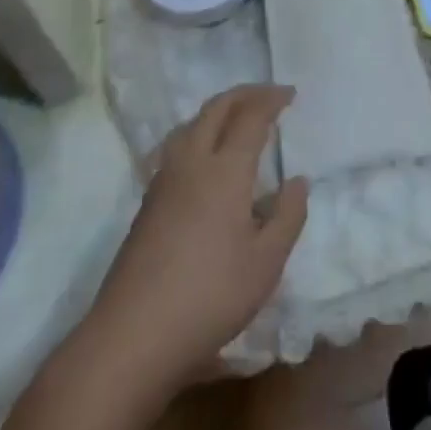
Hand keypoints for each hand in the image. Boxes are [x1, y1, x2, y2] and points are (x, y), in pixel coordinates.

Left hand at [89, 84, 308, 389]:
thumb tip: (298, 180)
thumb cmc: (210, 297)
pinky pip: (178, 145)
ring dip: (218, 110)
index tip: (290, 94)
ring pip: (192, 124)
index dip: (271, 99)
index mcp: (226, 170)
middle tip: (268, 95)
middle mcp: (192, 162)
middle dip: (244, 94)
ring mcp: (164, 180)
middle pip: (216, 109)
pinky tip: (205, 157)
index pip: (251, 117)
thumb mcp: (266, 264)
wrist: (133, 335)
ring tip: (237, 118)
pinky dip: (199, 132)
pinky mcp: (148, 202)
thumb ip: (287, 216)